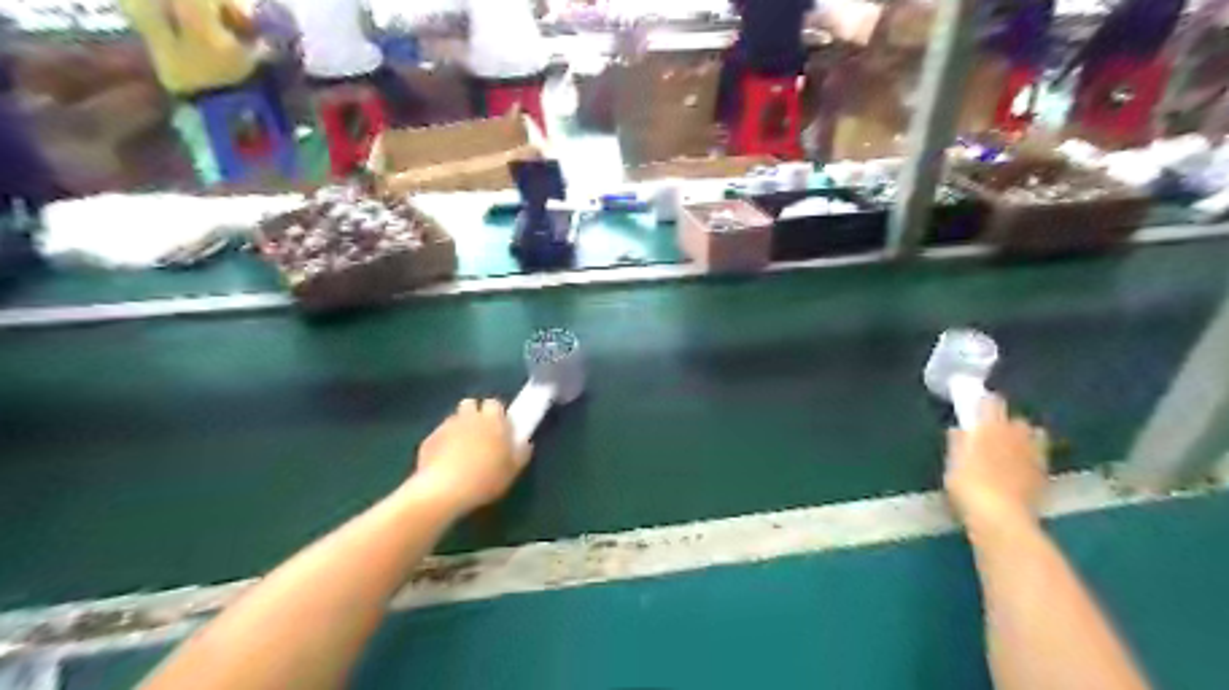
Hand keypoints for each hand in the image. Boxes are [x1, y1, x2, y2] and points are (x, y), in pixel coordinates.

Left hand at [406, 399, 531, 516]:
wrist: (444, 490)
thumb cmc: (485, 478)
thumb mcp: (512, 470)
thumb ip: (521, 453)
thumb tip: (525, 443)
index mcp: (492, 420)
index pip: (495, 403)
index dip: (497, 414)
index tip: (500, 428)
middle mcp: (469, 417)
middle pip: (470, 404)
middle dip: (475, 414)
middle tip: (481, 435)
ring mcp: (446, 426)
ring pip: (454, 419)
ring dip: (459, 428)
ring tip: (462, 449)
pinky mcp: (429, 439)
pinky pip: (439, 435)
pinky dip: (443, 443)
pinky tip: (445, 461)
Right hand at [943, 397, 1051, 530]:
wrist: (1000, 516)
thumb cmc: (968, 484)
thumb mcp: (953, 461)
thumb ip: (957, 442)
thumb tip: (959, 429)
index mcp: (991, 426)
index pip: (991, 402)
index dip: (983, 404)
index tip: (975, 410)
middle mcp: (1017, 434)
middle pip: (1016, 419)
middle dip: (1007, 423)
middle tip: (991, 434)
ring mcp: (1035, 454)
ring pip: (1034, 436)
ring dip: (1024, 439)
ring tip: (1010, 450)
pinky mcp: (1045, 474)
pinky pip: (1039, 457)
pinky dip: (1030, 458)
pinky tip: (1019, 470)